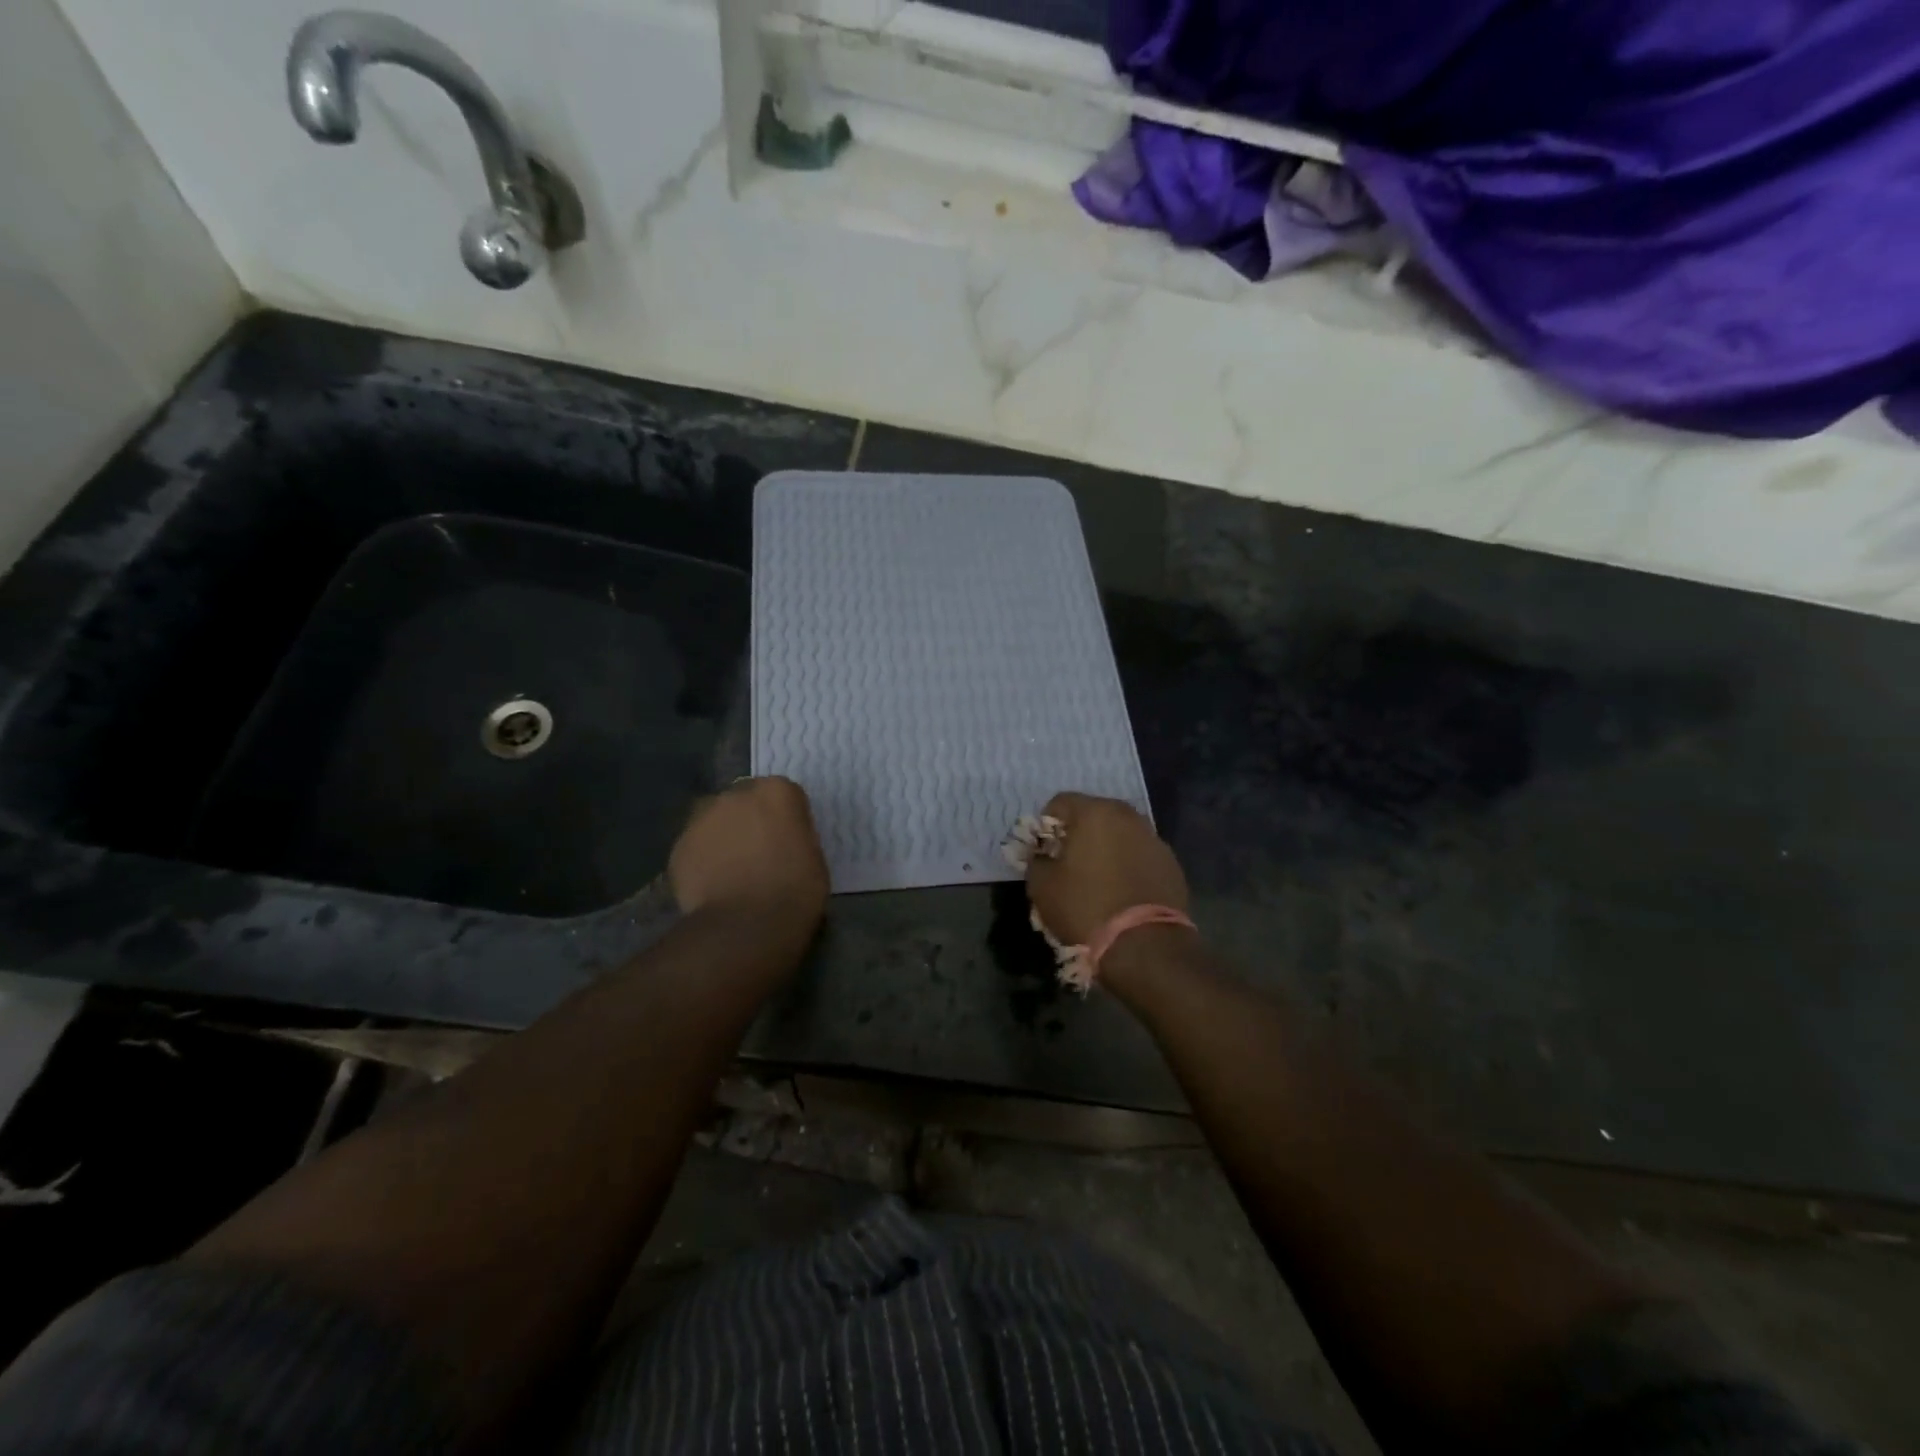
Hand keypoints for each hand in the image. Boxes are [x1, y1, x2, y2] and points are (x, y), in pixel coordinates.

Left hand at [669, 777, 829, 925]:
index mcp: (777, 792)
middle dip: (749, 820)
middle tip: (758, 853)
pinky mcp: (678, 846)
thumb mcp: (814, 856)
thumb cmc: (795, 891)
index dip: (785, 819)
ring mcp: (702, 818)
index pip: (783, 795)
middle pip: (744, 801)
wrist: (746, 925)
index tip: (789, 841)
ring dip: (723, 836)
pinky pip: (695, 848)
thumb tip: (784, 841)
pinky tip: (712, 885)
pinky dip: (702, 860)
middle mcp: (736, 794)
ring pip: (714, 821)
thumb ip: (796, 836)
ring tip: (731, 870)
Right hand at [1024, 792, 1188, 946]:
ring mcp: (1154, 839)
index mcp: (1095, 813)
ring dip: (1106, 848)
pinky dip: (1128, 865)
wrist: (1144, 945)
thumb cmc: (1085, 907)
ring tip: (1096, 878)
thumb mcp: (1042, 886)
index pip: (1060, 802)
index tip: (1042, 850)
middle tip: (1068, 862)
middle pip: (1094, 814)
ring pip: (1120, 834)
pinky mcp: (1171, 864)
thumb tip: (1042, 856)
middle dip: (1078, 833)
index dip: (1046, 824)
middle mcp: (1128, 817)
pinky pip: (1140, 855)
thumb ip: (1036, 861)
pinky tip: (1121, 892)